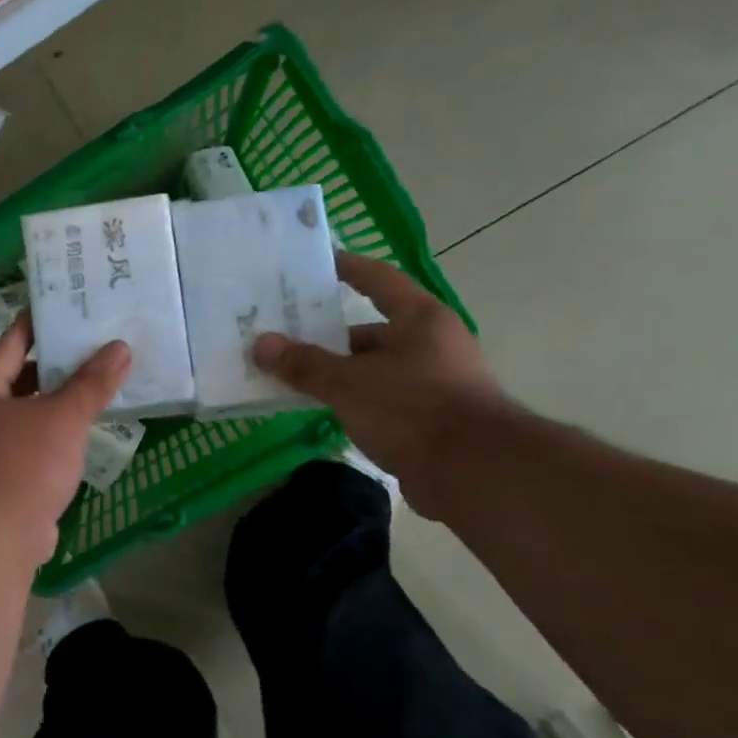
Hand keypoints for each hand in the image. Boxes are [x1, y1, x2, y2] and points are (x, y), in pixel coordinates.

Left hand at [0, 313, 131, 562]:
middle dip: (59, 364)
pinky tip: (89, 429)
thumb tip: (120, 348)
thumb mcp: (62, 416)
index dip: (42, 320)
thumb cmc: (22, 462)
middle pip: (23, 377)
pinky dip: (60, 435)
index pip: (14, 340)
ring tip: (101, 382)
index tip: (71, 303)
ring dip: (61, 402)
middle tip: (98, 344)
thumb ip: (91, 383)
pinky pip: (37, 444)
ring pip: (32, 413)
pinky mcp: (6, 478)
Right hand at [253, 252, 512, 516]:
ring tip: (292, 375)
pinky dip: (353, 400)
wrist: (476, 474)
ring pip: (374, 368)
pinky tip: (323, 410)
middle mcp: (431, 343)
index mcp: (420, 319)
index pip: (377, 279)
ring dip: (338, 372)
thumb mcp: (349, 384)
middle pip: (371, 330)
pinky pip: (381, 398)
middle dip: (327, 336)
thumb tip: (261, 344)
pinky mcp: (431, 417)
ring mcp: (434, 381)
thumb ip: (304, 364)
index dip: (346, 268)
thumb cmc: (414, 410)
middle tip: (284, 335)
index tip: (314, 263)